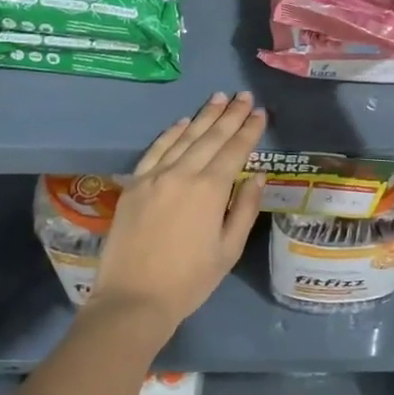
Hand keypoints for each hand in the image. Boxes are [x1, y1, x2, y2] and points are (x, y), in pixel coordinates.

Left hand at [90, 92, 267, 331]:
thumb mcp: (228, 250)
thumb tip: (256, 177)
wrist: (133, 299)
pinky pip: (156, 149)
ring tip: (218, 98)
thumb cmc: (189, 280)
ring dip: (203, 116)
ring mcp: (154, 176)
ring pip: (183, 137)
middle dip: (230, 115)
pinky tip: (182, 122)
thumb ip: (244, 209)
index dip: (249, 130)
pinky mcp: (134, 184)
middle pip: (211, 136)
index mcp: (210, 189)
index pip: (234, 150)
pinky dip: (171, 133)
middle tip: (243, 95)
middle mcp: (182, 173)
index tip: (260, 113)